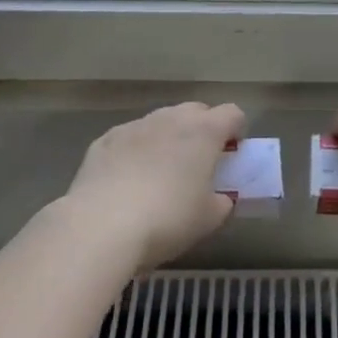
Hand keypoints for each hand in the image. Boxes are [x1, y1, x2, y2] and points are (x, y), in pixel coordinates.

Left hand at [61, 101, 245, 270]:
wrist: (100, 226)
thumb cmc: (167, 220)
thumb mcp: (208, 220)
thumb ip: (222, 202)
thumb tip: (221, 197)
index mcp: (204, 131)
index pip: (232, 114)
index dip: (236, 131)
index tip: (231, 154)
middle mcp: (171, 118)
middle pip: (196, 111)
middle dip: (202, 130)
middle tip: (198, 163)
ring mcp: (135, 126)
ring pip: (161, 122)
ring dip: (167, 138)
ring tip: (160, 173)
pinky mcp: (105, 140)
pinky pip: (130, 138)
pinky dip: (135, 151)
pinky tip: (127, 181)